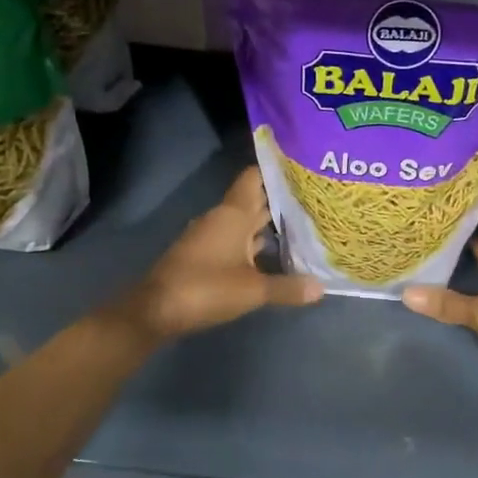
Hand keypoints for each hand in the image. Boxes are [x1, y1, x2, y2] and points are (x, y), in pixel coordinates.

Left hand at [113, 167, 322, 342]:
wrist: (156, 310)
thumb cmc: (206, 288)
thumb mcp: (253, 290)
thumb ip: (287, 287)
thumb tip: (321, 288)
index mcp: (233, 215)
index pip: (254, 178)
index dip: (275, 170)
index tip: (301, 167)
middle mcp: (221, 219)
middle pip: (253, 200)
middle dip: (279, 199)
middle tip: (313, 198)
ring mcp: (210, 236)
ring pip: (244, 222)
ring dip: (267, 223)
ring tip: (301, 223)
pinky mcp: (203, 255)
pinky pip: (235, 240)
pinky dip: (253, 243)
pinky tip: (272, 253)